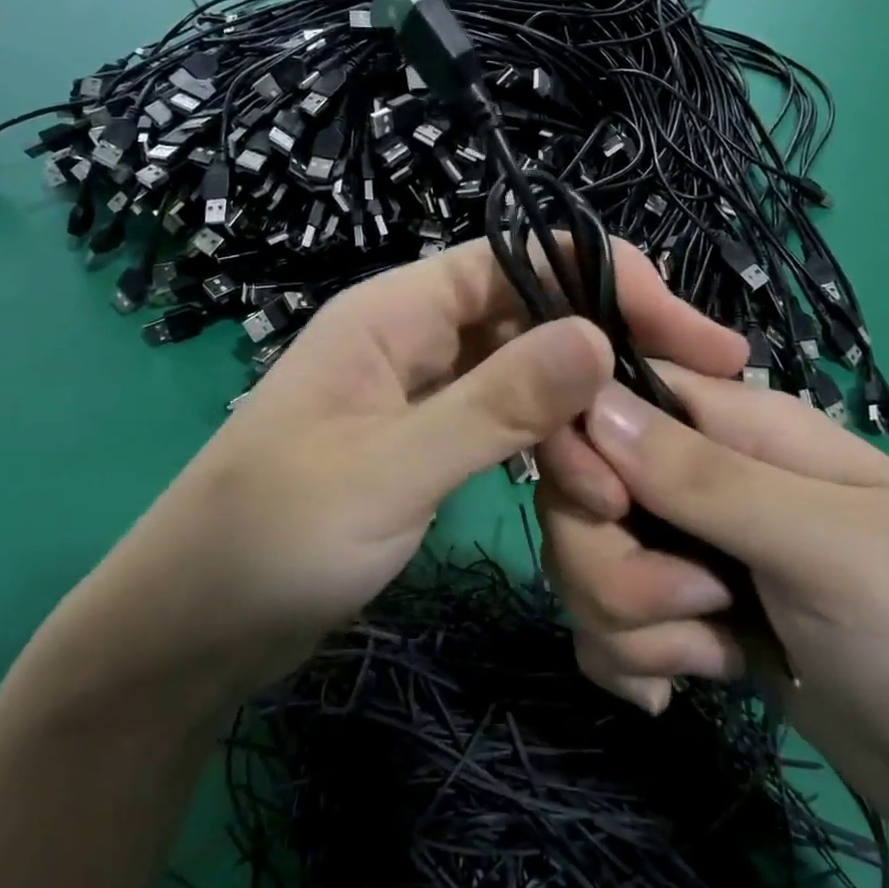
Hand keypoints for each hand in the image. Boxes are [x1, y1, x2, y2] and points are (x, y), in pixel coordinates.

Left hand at [35, 240, 744, 709]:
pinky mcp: (424, 443)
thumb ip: (493, 405)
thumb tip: (597, 337)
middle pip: (532, 317)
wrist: (192, 628)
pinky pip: (504, 426)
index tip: (696, 338)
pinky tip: (584, 492)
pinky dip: (546, 452)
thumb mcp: (388, 472)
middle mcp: (411, 336)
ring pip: (524, 378)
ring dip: (578, 421)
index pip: (521, 260)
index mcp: (393, 312)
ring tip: (624, 489)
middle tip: (688, 416)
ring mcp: (419, 392)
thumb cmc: (270, 540)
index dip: (611, 284)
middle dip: (606, 362)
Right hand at [537, 369, 888, 860]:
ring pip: (587, 564)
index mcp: (740, 429)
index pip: (616, 398)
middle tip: (695, 607)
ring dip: (629, 624)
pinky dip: (630, 661)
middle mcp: (702, 481)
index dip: (585, 445)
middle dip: (612, 565)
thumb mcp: (825, 547)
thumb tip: (592, 404)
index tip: (608, 510)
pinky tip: (680, 690)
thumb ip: (704, 478)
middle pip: (584, 494)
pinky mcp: (686, 622)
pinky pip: (606, 625)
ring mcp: (691, 554)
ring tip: (713, 656)